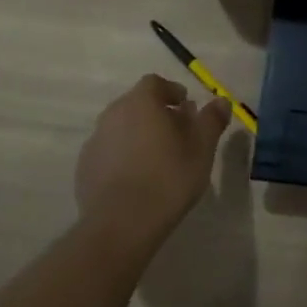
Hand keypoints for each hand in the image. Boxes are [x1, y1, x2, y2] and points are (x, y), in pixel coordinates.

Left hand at [76, 75, 230, 249]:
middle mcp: (113, 113)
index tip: (187, 108)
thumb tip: (221, 101)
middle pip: (136, 104)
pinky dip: (122, 156)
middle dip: (156, 113)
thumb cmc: (168, 177)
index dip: (172, 92)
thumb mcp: (202, 148)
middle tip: (176, 134)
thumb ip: (211, 120)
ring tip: (157, 158)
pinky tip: (136, 178)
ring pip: (121, 127)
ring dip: (138, 135)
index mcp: (141, 102)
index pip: (155, 83)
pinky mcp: (85, 167)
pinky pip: (108, 151)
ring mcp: (95, 140)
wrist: (121, 223)